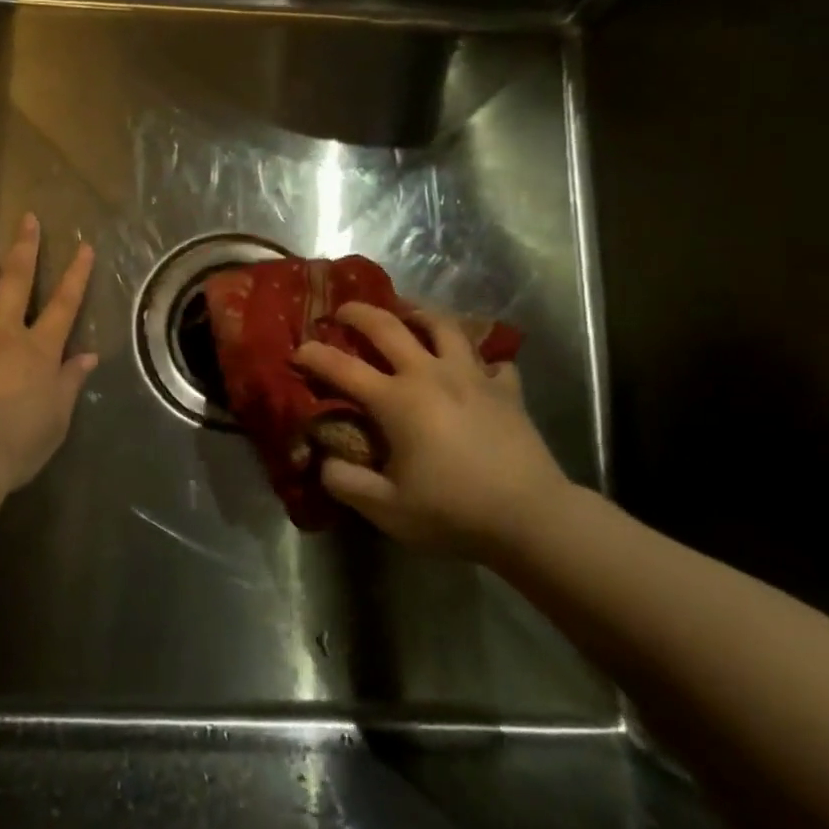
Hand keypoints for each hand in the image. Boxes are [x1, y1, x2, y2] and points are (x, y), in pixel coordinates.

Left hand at [0, 214, 97, 494]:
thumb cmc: (20, 440)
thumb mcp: (57, 416)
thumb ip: (70, 382)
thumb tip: (88, 356)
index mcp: (39, 348)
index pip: (64, 304)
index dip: (76, 274)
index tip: (84, 246)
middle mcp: (3, 333)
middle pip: (16, 282)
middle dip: (24, 249)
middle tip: (26, 219)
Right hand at [294, 303, 570, 555]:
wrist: (531, 517)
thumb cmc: (454, 512)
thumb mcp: (387, 510)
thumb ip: (346, 483)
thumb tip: (325, 461)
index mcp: (397, 400)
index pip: (342, 368)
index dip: (314, 356)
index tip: (297, 351)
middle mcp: (430, 374)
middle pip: (388, 327)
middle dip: (359, 313)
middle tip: (342, 311)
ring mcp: (472, 376)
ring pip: (443, 326)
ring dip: (419, 314)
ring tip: (408, 316)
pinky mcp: (506, 389)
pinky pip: (491, 360)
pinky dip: (478, 358)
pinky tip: (474, 367)